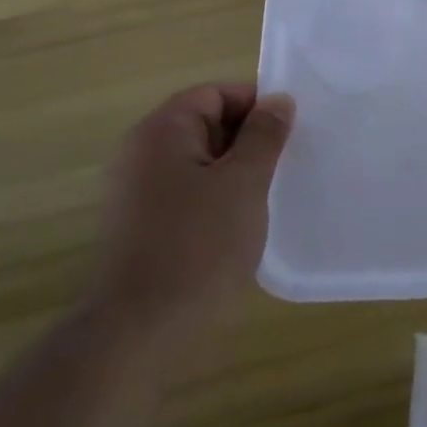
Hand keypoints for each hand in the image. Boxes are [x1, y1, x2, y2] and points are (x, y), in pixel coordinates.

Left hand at [89, 84, 295, 337]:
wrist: (140, 332)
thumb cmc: (198, 245)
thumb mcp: (243, 182)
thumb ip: (264, 135)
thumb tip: (278, 100)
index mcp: (161, 132)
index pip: (214, 94)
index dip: (255, 105)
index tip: (289, 131)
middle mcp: (141, 153)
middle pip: (205, 124)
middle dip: (248, 139)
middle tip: (285, 163)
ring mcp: (137, 192)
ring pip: (200, 162)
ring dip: (235, 172)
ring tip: (269, 195)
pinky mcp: (141, 227)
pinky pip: (187, 193)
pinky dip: (216, 199)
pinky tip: (241, 225)